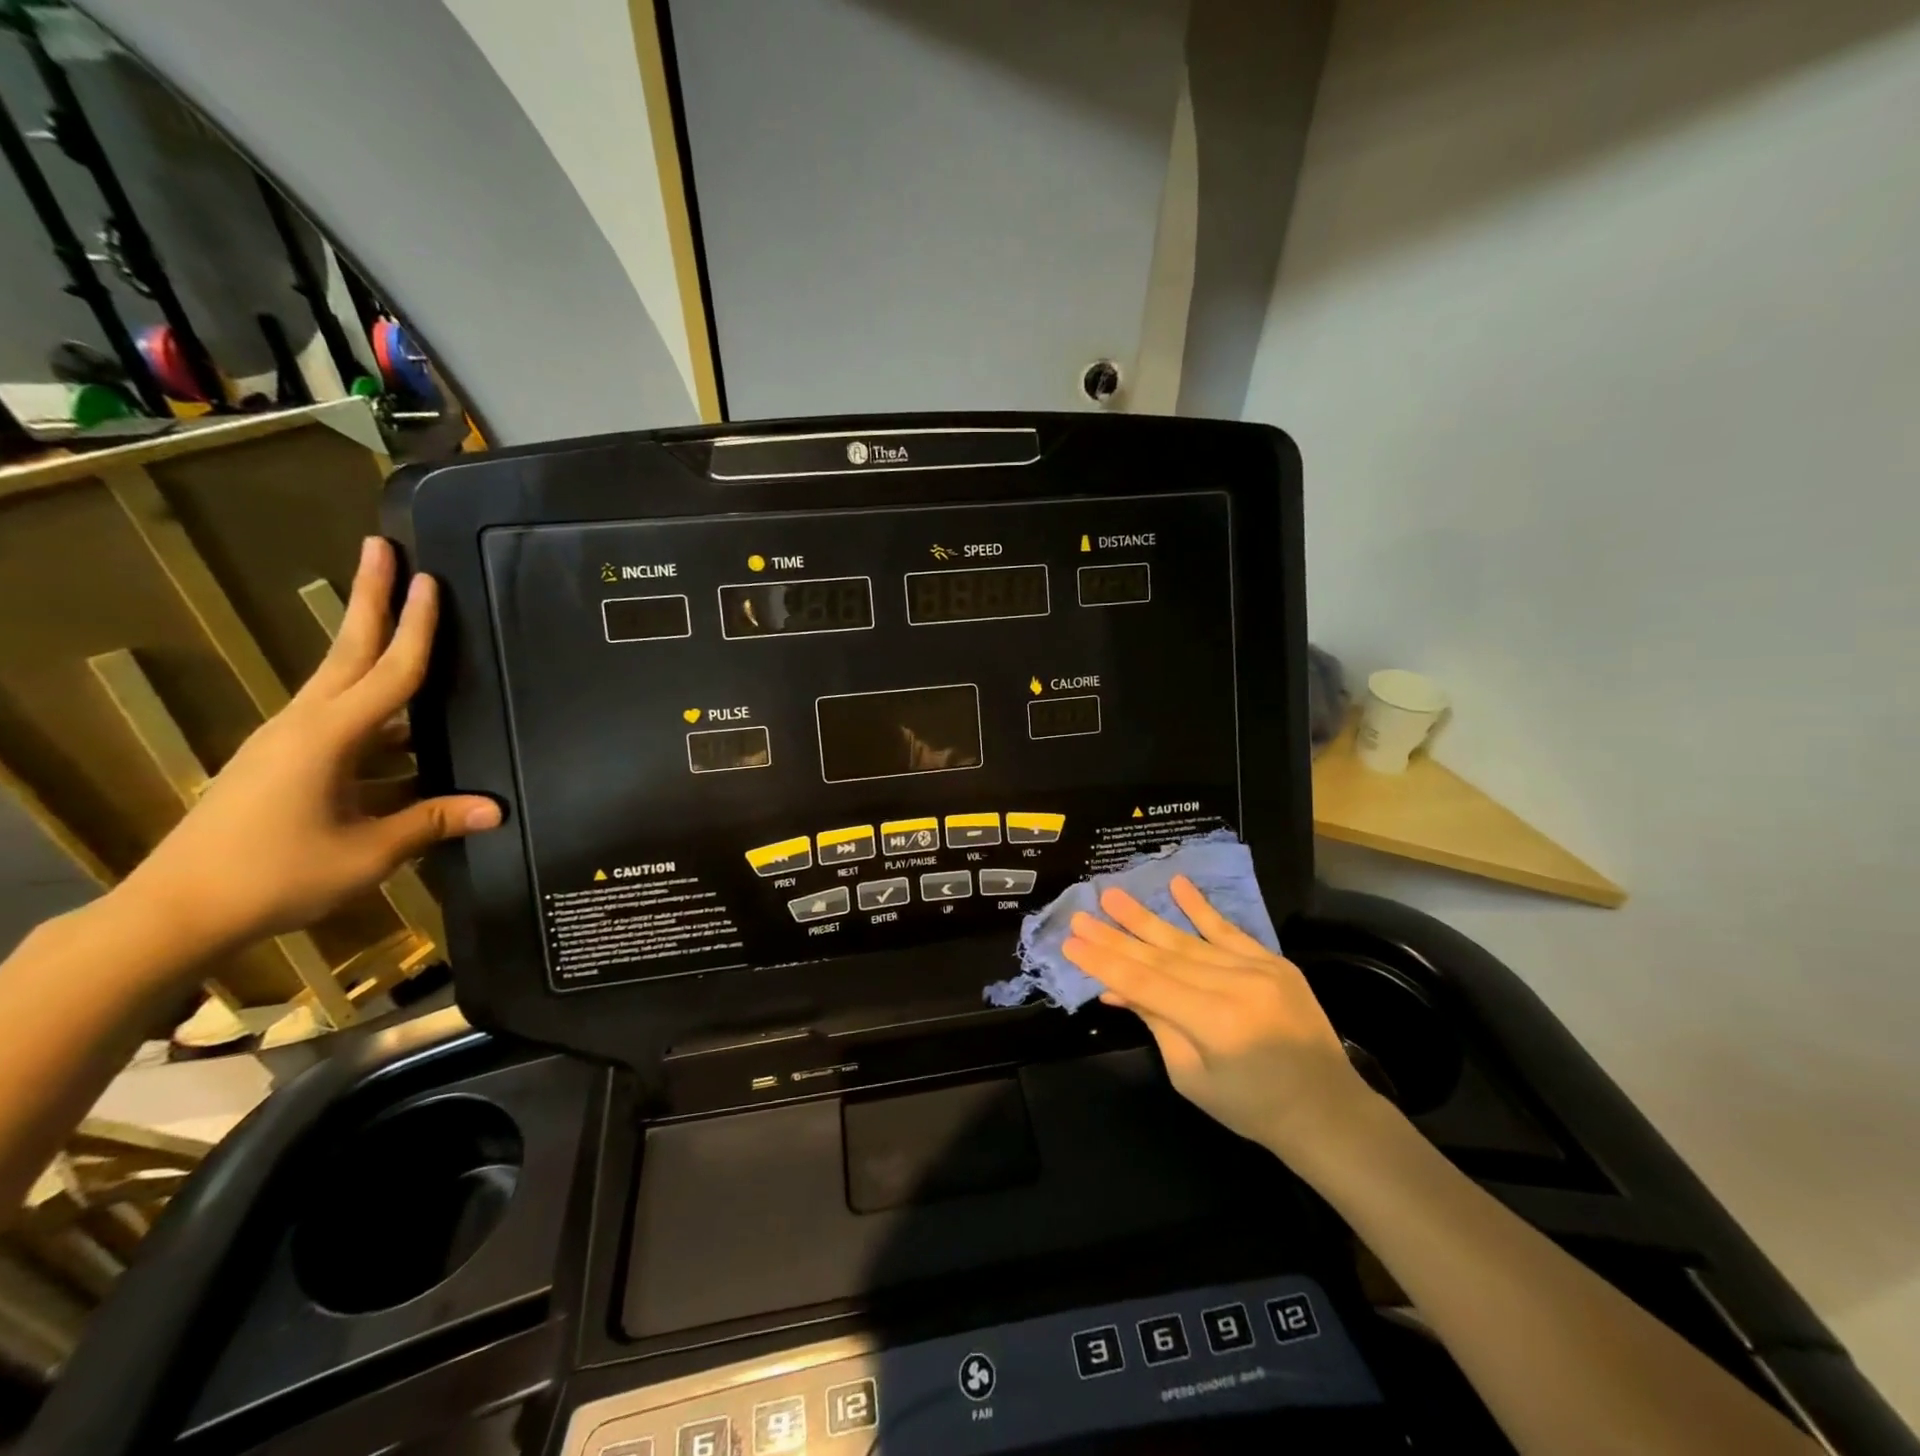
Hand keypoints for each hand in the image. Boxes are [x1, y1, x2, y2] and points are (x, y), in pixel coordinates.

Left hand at [116, 538, 499, 959]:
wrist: (176, 912)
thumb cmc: (277, 876)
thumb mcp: (369, 853)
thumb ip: (433, 822)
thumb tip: (497, 808)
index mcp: (328, 737)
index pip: (389, 671)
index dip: (416, 627)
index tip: (429, 579)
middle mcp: (305, 725)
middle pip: (348, 652)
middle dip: (369, 599)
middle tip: (382, 548)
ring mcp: (289, 744)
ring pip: (343, 683)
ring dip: (372, 649)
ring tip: (406, 625)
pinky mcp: (284, 765)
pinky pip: (342, 723)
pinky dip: (377, 712)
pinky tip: (407, 730)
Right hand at [1063, 876, 1382, 1166]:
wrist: (1328, 1112)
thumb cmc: (1252, 1108)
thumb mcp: (1191, 1076)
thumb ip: (1156, 1023)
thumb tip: (1114, 988)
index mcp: (1214, 1022)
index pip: (1145, 982)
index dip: (1104, 962)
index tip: (1071, 942)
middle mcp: (1235, 986)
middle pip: (1161, 955)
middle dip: (1116, 936)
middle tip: (1081, 914)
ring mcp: (1258, 969)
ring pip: (1189, 939)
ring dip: (1147, 917)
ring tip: (1112, 895)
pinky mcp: (1274, 962)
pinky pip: (1230, 930)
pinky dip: (1201, 908)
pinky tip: (1177, 884)